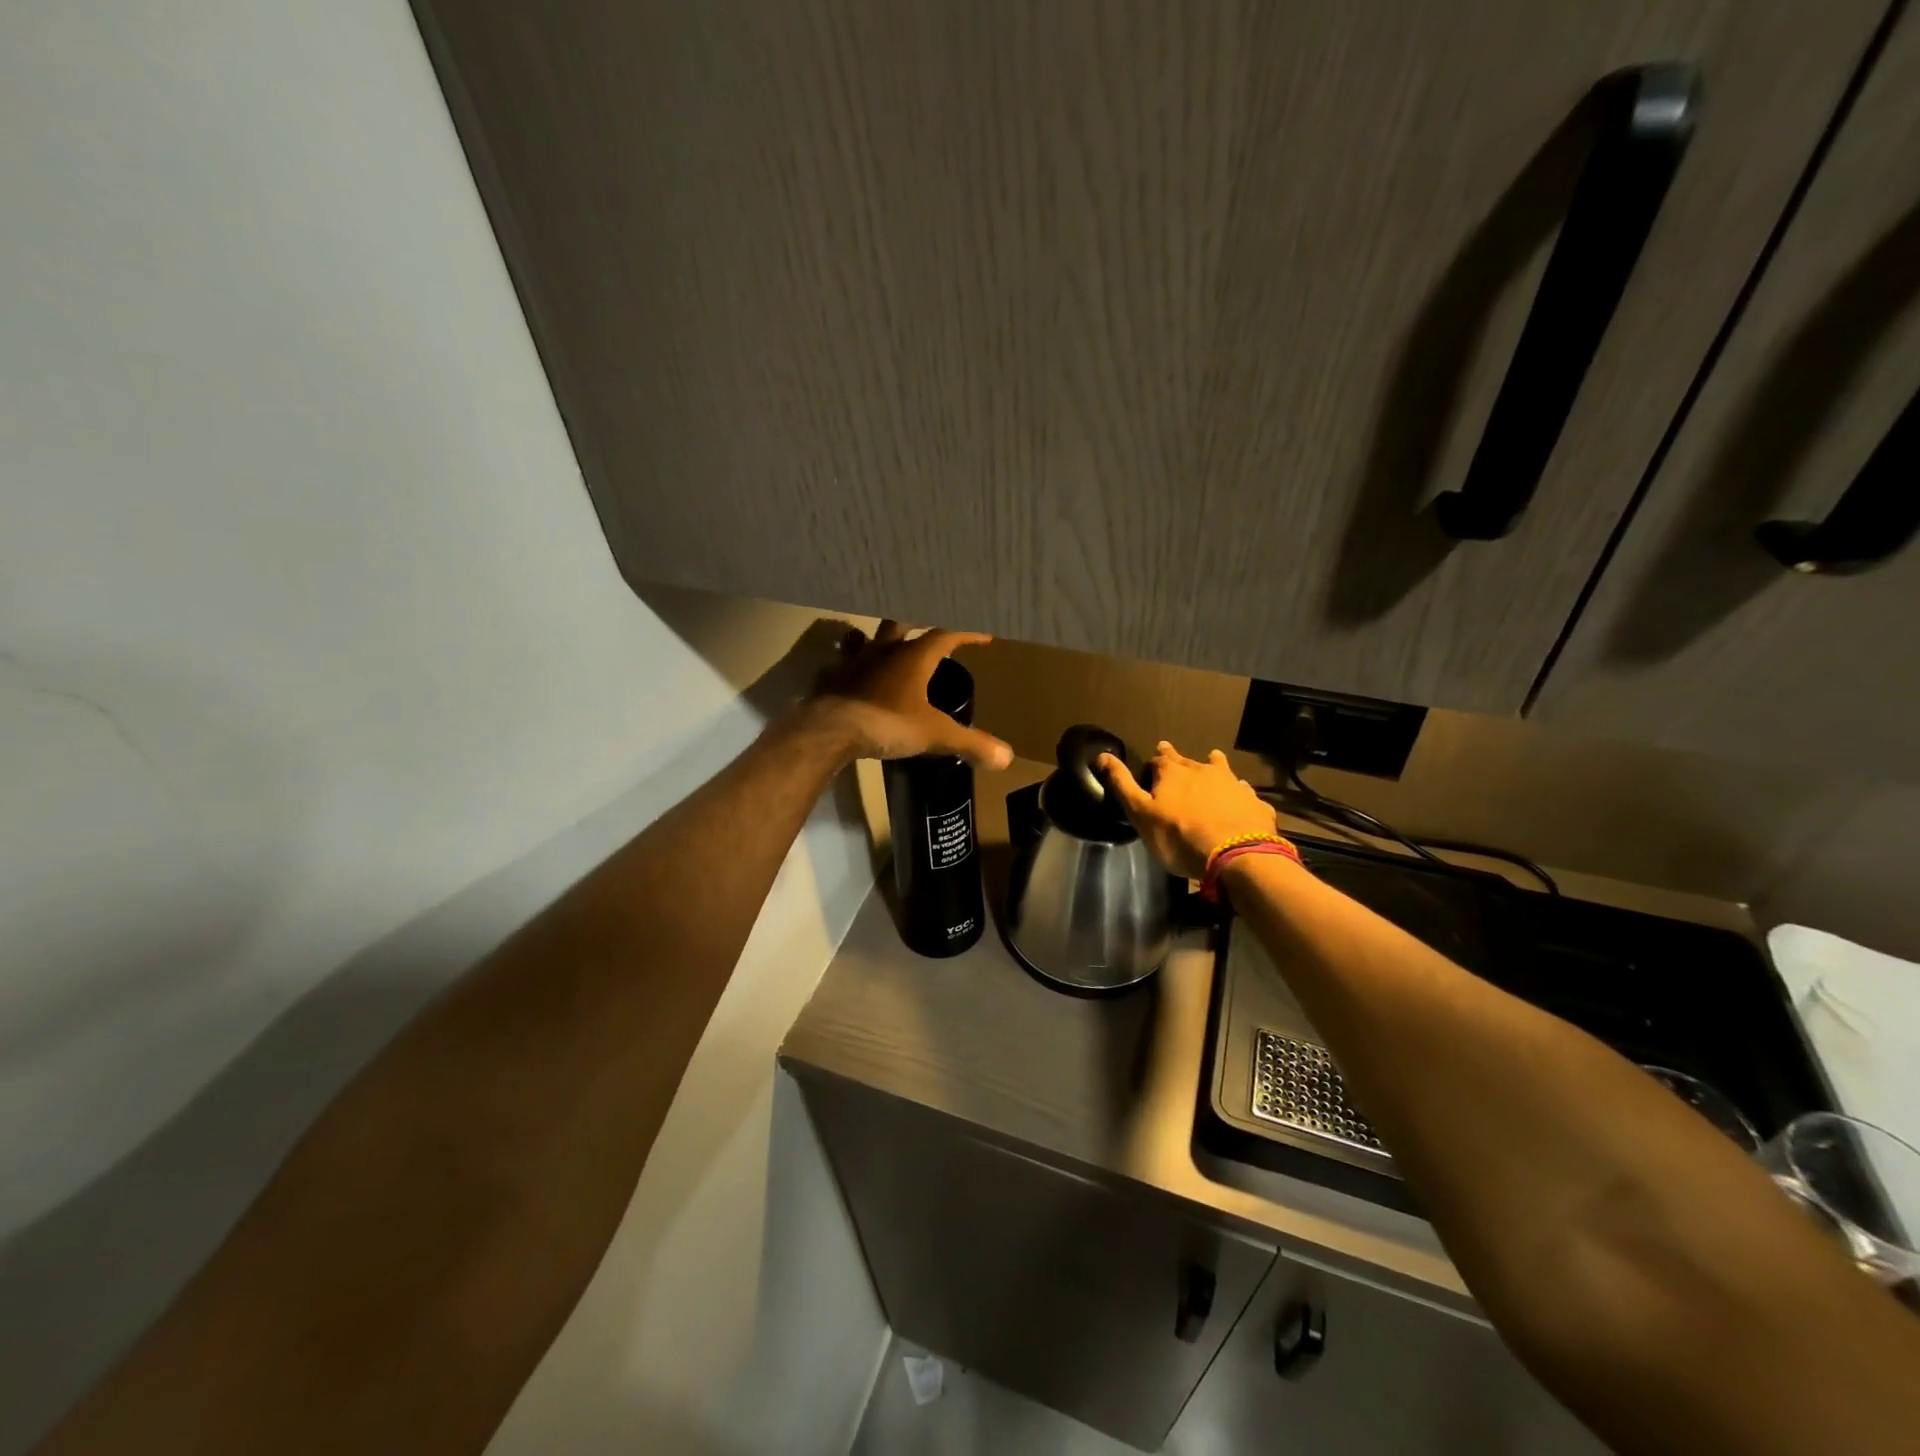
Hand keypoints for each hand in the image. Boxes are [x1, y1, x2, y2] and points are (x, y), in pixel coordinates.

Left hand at [804, 621, 1013, 769]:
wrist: (829, 730)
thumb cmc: (887, 723)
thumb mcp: (935, 735)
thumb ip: (970, 743)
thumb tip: (1007, 757)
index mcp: (913, 657)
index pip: (946, 634)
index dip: (966, 633)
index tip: (983, 635)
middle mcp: (882, 650)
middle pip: (900, 625)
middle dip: (915, 624)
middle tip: (925, 629)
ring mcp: (851, 662)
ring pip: (863, 639)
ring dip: (873, 639)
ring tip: (879, 644)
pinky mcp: (828, 679)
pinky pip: (836, 665)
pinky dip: (844, 666)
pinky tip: (846, 675)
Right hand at [1097, 741, 1277, 878]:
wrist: (1236, 856)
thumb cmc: (1179, 836)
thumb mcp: (1140, 813)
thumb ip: (1121, 784)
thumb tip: (1102, 755)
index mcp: (1173, 772)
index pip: (1159, 760)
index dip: (1153, 765)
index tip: (1151, 770)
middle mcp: (1204, 770)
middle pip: (1189, 761)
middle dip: (1180, 761)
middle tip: (1175, 759)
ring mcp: (1233, 784)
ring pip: (1221, 768)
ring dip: (1214, 766)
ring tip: (1213, 760)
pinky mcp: (1255, 803)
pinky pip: (1245, 793)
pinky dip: (1239, 793)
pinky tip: (1240, 798)